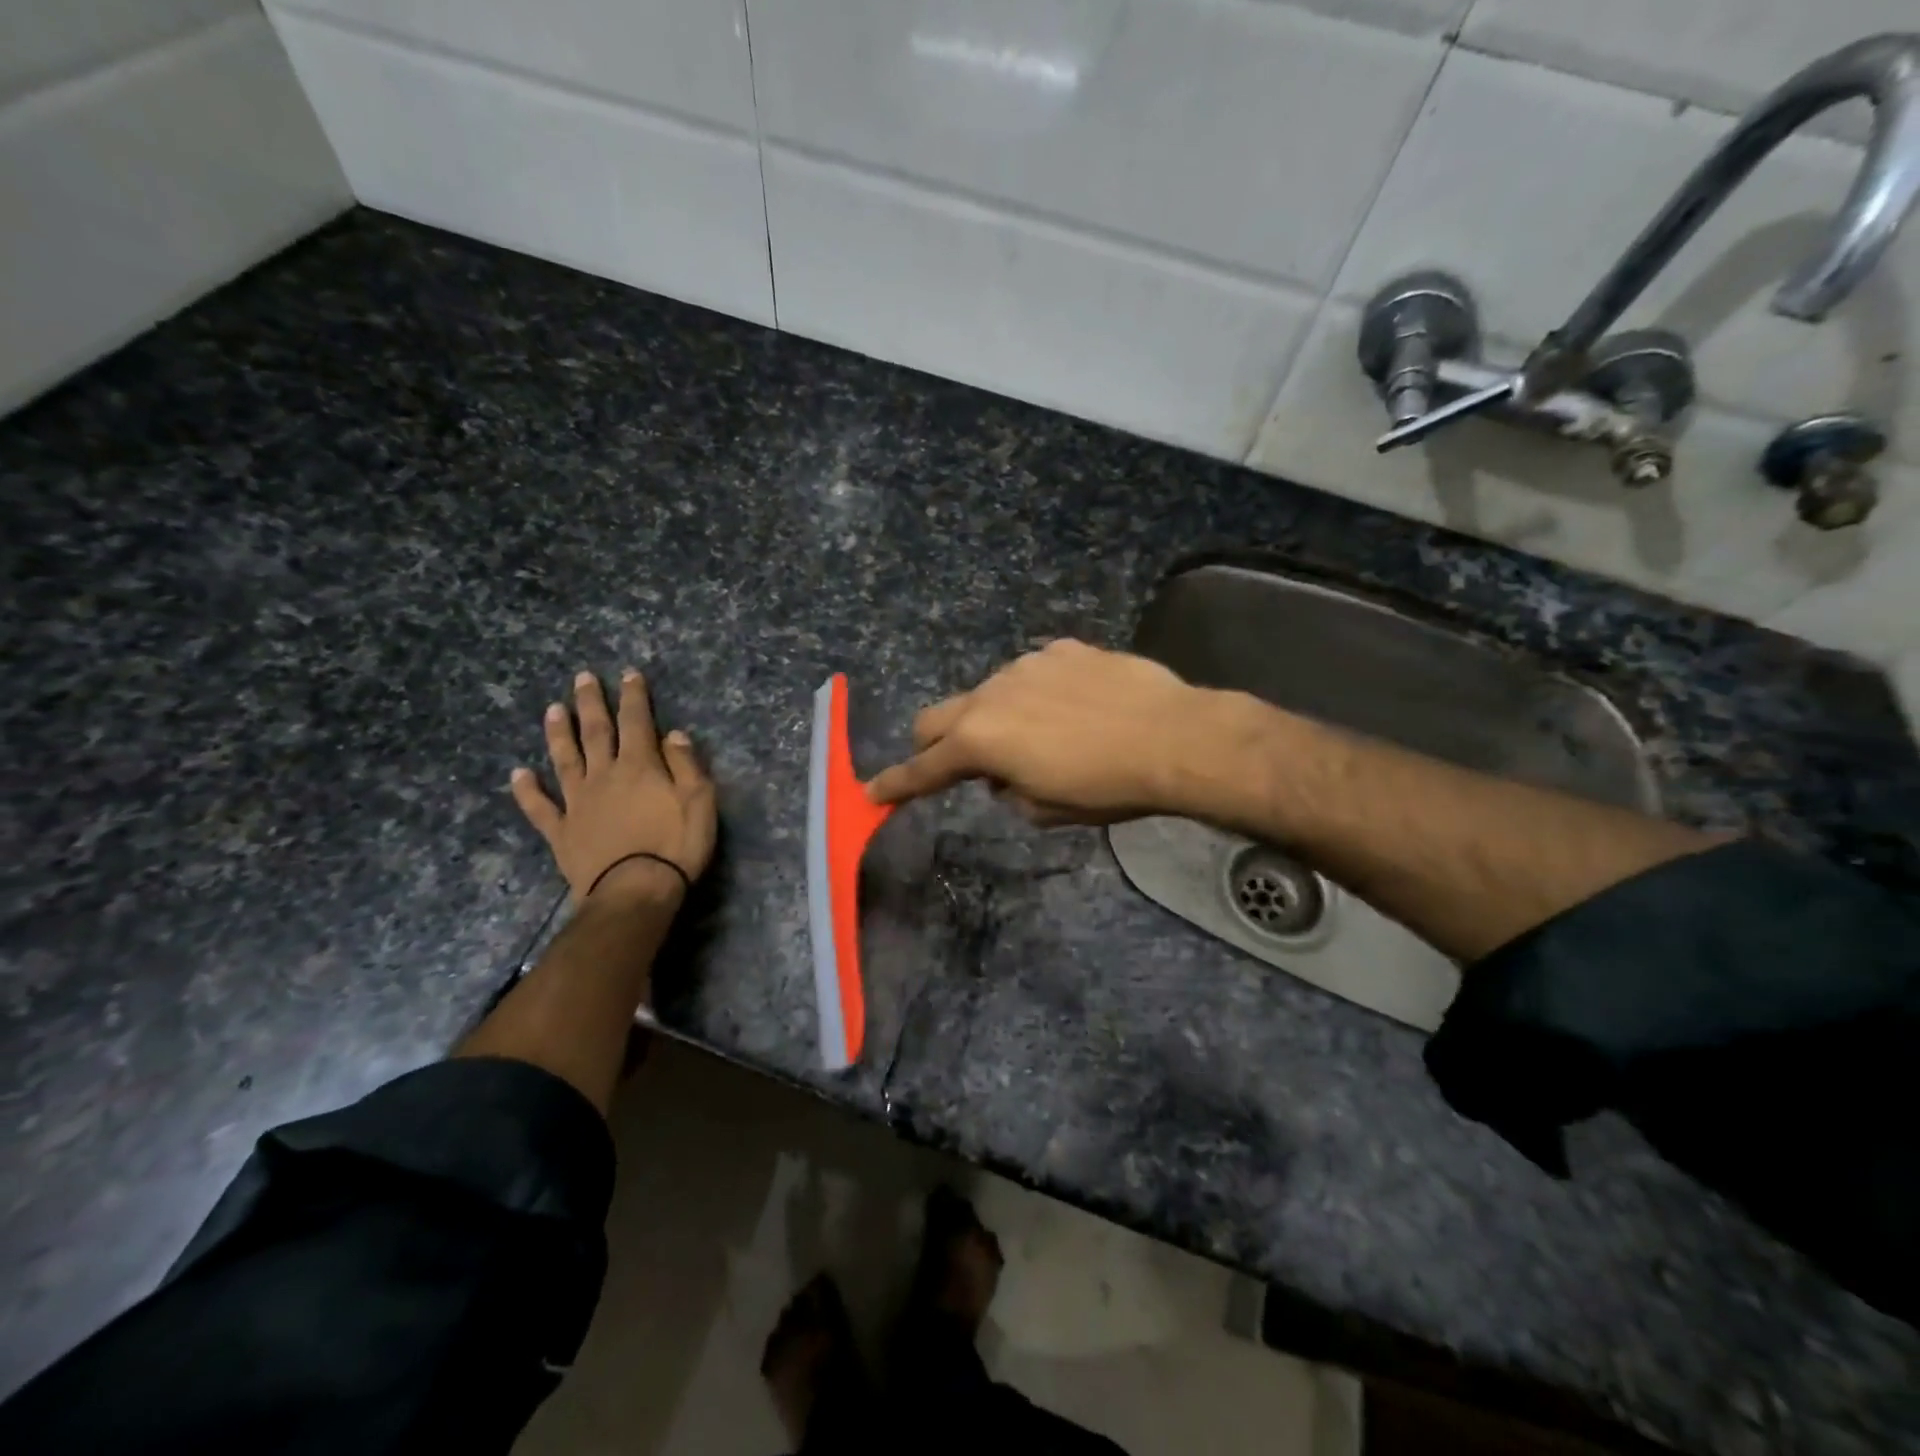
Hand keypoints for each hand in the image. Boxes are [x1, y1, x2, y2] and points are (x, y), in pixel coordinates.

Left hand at [511, 669, 716, 904]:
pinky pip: (540, 807)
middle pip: (595, 732)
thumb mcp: (700, 802)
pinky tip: (518, 774)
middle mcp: (604, 776)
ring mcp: (578, 803)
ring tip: (553, 709)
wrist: (634, 891)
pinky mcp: (561, 831)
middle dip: (591, 703)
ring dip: (558, 733)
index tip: (629, 674)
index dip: (633, 697)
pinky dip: (527, 790)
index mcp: (640, 766)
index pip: (637, 722)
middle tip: (582, 678)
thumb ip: (686, 765)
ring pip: (564, 759)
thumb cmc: (675, 845)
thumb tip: (673, 734)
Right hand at [866, 640, 1213, 824]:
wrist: (1173, 738)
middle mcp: (990, 694)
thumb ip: (1008, 791)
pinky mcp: (1062, 648)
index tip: (872, 794)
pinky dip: (1037, 694)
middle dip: (934, 744)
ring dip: (994, 716)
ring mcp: (1026, 664)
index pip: (923, 768)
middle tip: (957, 763)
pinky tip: (1074, 706)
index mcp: (979, 741)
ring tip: (1041, 734)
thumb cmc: (1105, 787)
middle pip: (936, 718)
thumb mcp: (1047, 810)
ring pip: (988, 692)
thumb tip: (1002, 776)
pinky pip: (1033, 672)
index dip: (896, 785)